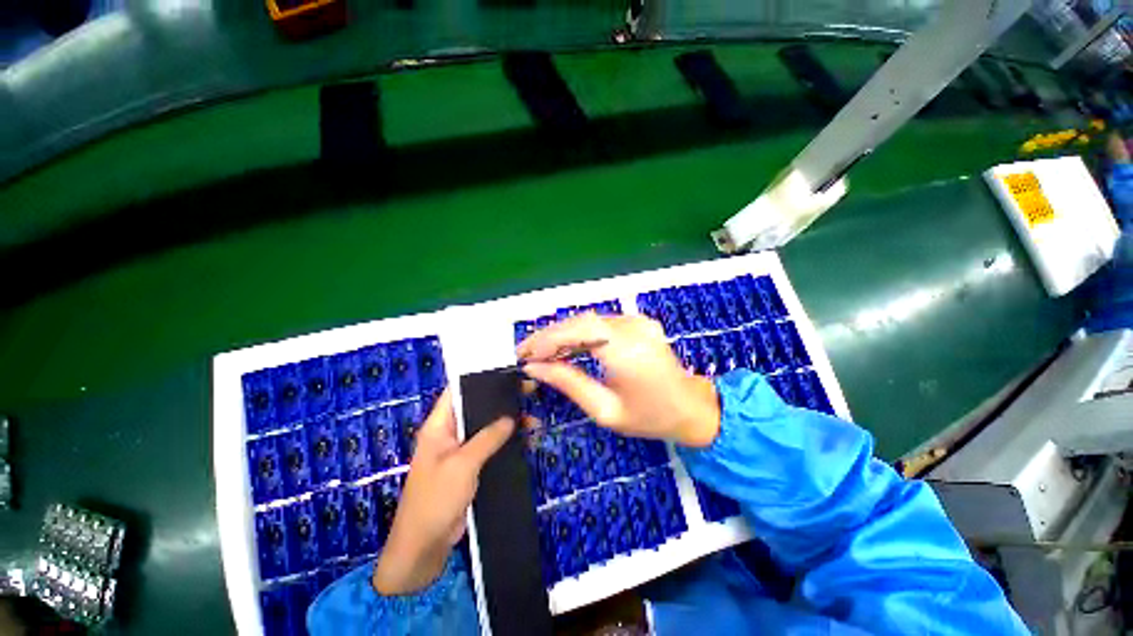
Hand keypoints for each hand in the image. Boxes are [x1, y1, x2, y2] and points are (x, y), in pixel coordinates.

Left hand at [373, 390, 514, 594]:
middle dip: (501, 401)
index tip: (506, 372)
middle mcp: (449, 433)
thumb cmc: (436, 500)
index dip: (479, 379)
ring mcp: (460, 451)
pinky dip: (507, 443)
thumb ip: (487, 438)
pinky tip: (527, 441)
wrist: (423, 548)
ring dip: (509, 424)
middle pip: (477, 408)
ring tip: (534, 421)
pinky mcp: (470, 467)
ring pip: (487, 429)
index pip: (457, 391)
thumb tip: (511, 418)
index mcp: (439, 426)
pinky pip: (491, 448)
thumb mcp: (462, 464)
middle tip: (529, 393)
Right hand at [518, 313, 720, 447]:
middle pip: (580, 321)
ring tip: (541, 353)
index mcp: (626, 350)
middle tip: (526, 353)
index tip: (523, 355)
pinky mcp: (637, 322)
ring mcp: (637, 321)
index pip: (577, 331)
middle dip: (549, 336)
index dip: (546, 340)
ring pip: (588, 320)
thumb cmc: (650, 417)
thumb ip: (568, 383)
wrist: (691, 408)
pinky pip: (600, 324)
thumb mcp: (604, 410)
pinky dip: (579, 334)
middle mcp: (632, 328)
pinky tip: (566, 348)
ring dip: (562, 334)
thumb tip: (534, 368)